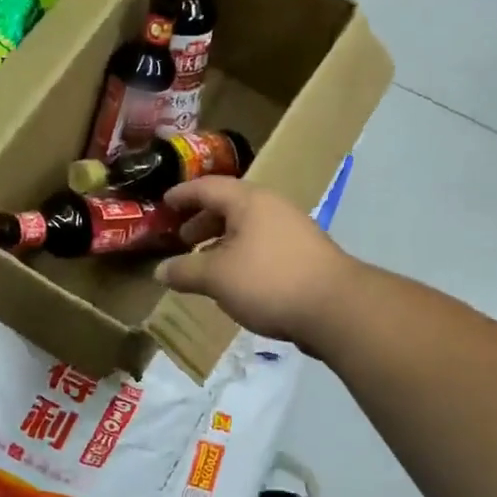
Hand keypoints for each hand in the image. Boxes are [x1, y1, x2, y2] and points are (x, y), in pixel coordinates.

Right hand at [155, 177, 358, 349]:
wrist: (336, 308)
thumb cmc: (268, 281)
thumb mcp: (216, 277)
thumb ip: (185, 271)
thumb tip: (160, 271)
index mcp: (249, 202)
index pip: (207, 187)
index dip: (183, 194)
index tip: (164, 203)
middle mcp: (272, 208)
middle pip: (229, 206)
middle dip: (202, 221)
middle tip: (182, 238)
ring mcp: (293, 231)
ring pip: (248, 228)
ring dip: (222, 241)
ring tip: (205, 263)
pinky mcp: (305, 256)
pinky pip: (263, 246)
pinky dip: (242, 255)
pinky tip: (235, 281)